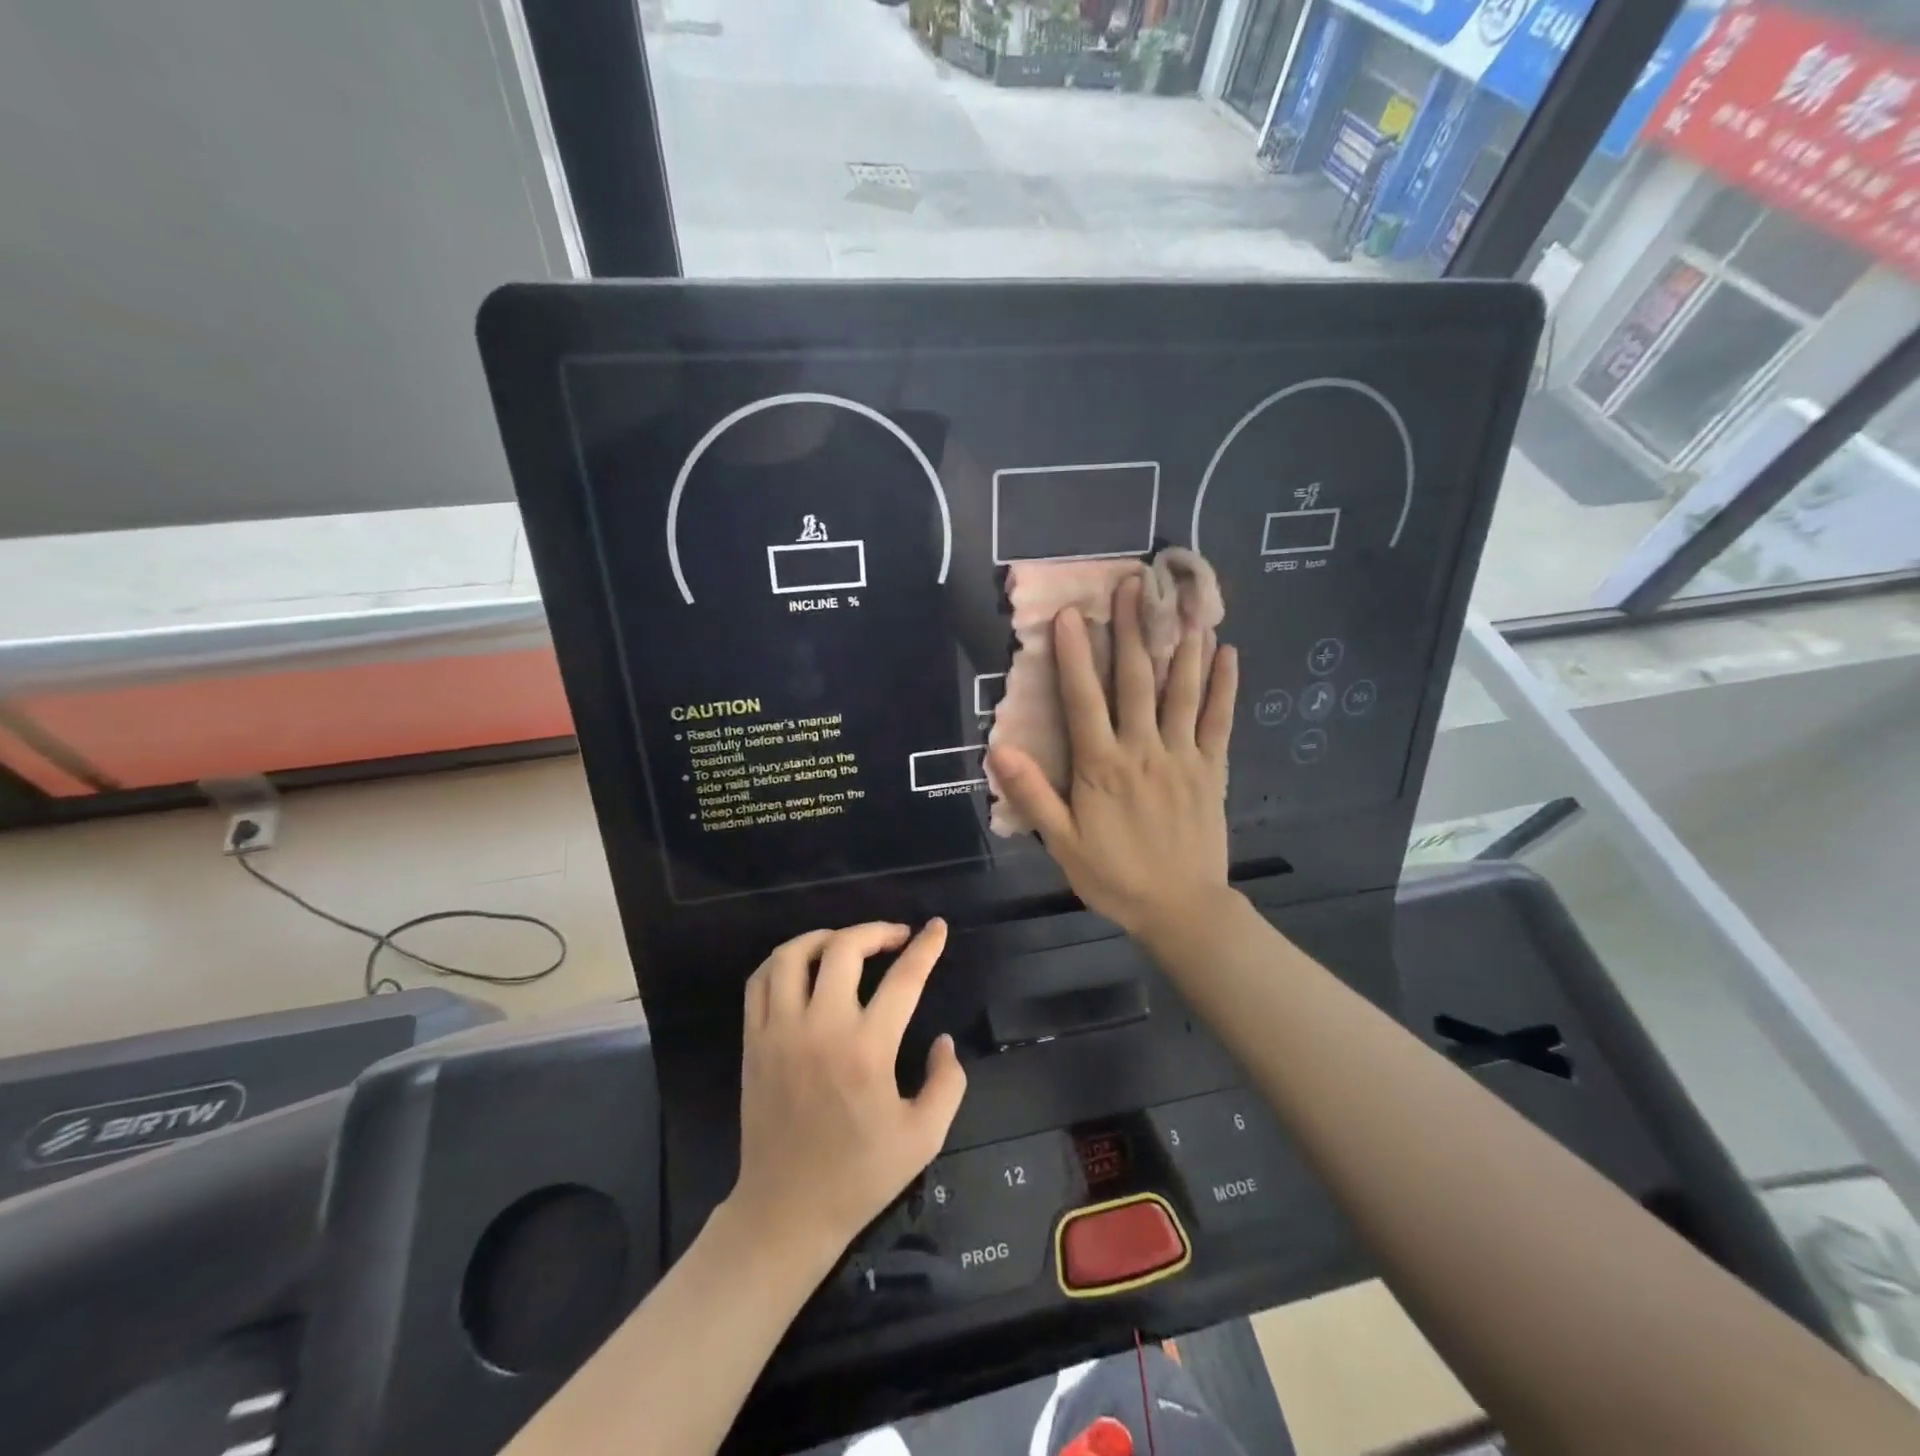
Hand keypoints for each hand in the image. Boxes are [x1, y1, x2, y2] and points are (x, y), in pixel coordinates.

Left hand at [730, 920, 966, 1268]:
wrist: (786, 1211)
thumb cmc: (859, 1176)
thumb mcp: (924, 1137)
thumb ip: (947, 1082)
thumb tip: (943, 1040)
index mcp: (867, 1051)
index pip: (903, 979)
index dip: (925, 947)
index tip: (937, 927)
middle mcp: (821, 1029)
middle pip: (844, 949)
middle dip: (876, 931)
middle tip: (895, 937)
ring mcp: (780, 1032)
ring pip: (793, 955)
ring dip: (825, 937)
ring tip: (846, 943)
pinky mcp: (753, 1042)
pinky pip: (760, 982)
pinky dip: (783, 961)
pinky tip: (804, 967)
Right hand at [987, 574, 1238, 940]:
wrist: (1180, 908)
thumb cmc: (1114, 876)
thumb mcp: (1062, 843)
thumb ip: (1033, 794)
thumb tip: (999, 749)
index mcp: (1102, 766)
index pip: (1084, 700)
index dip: (1074, 656)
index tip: (1070, 614)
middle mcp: (1143, 750)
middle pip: (1136, 681)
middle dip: (1131, 631)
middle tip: (1131, 585)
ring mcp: (1183, 756)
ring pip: (1182, 691)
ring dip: (1181, 644)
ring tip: (1183, 601)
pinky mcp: (1211, 769)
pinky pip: (1220, 720)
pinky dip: (1224, 685)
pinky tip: (1228, 651)